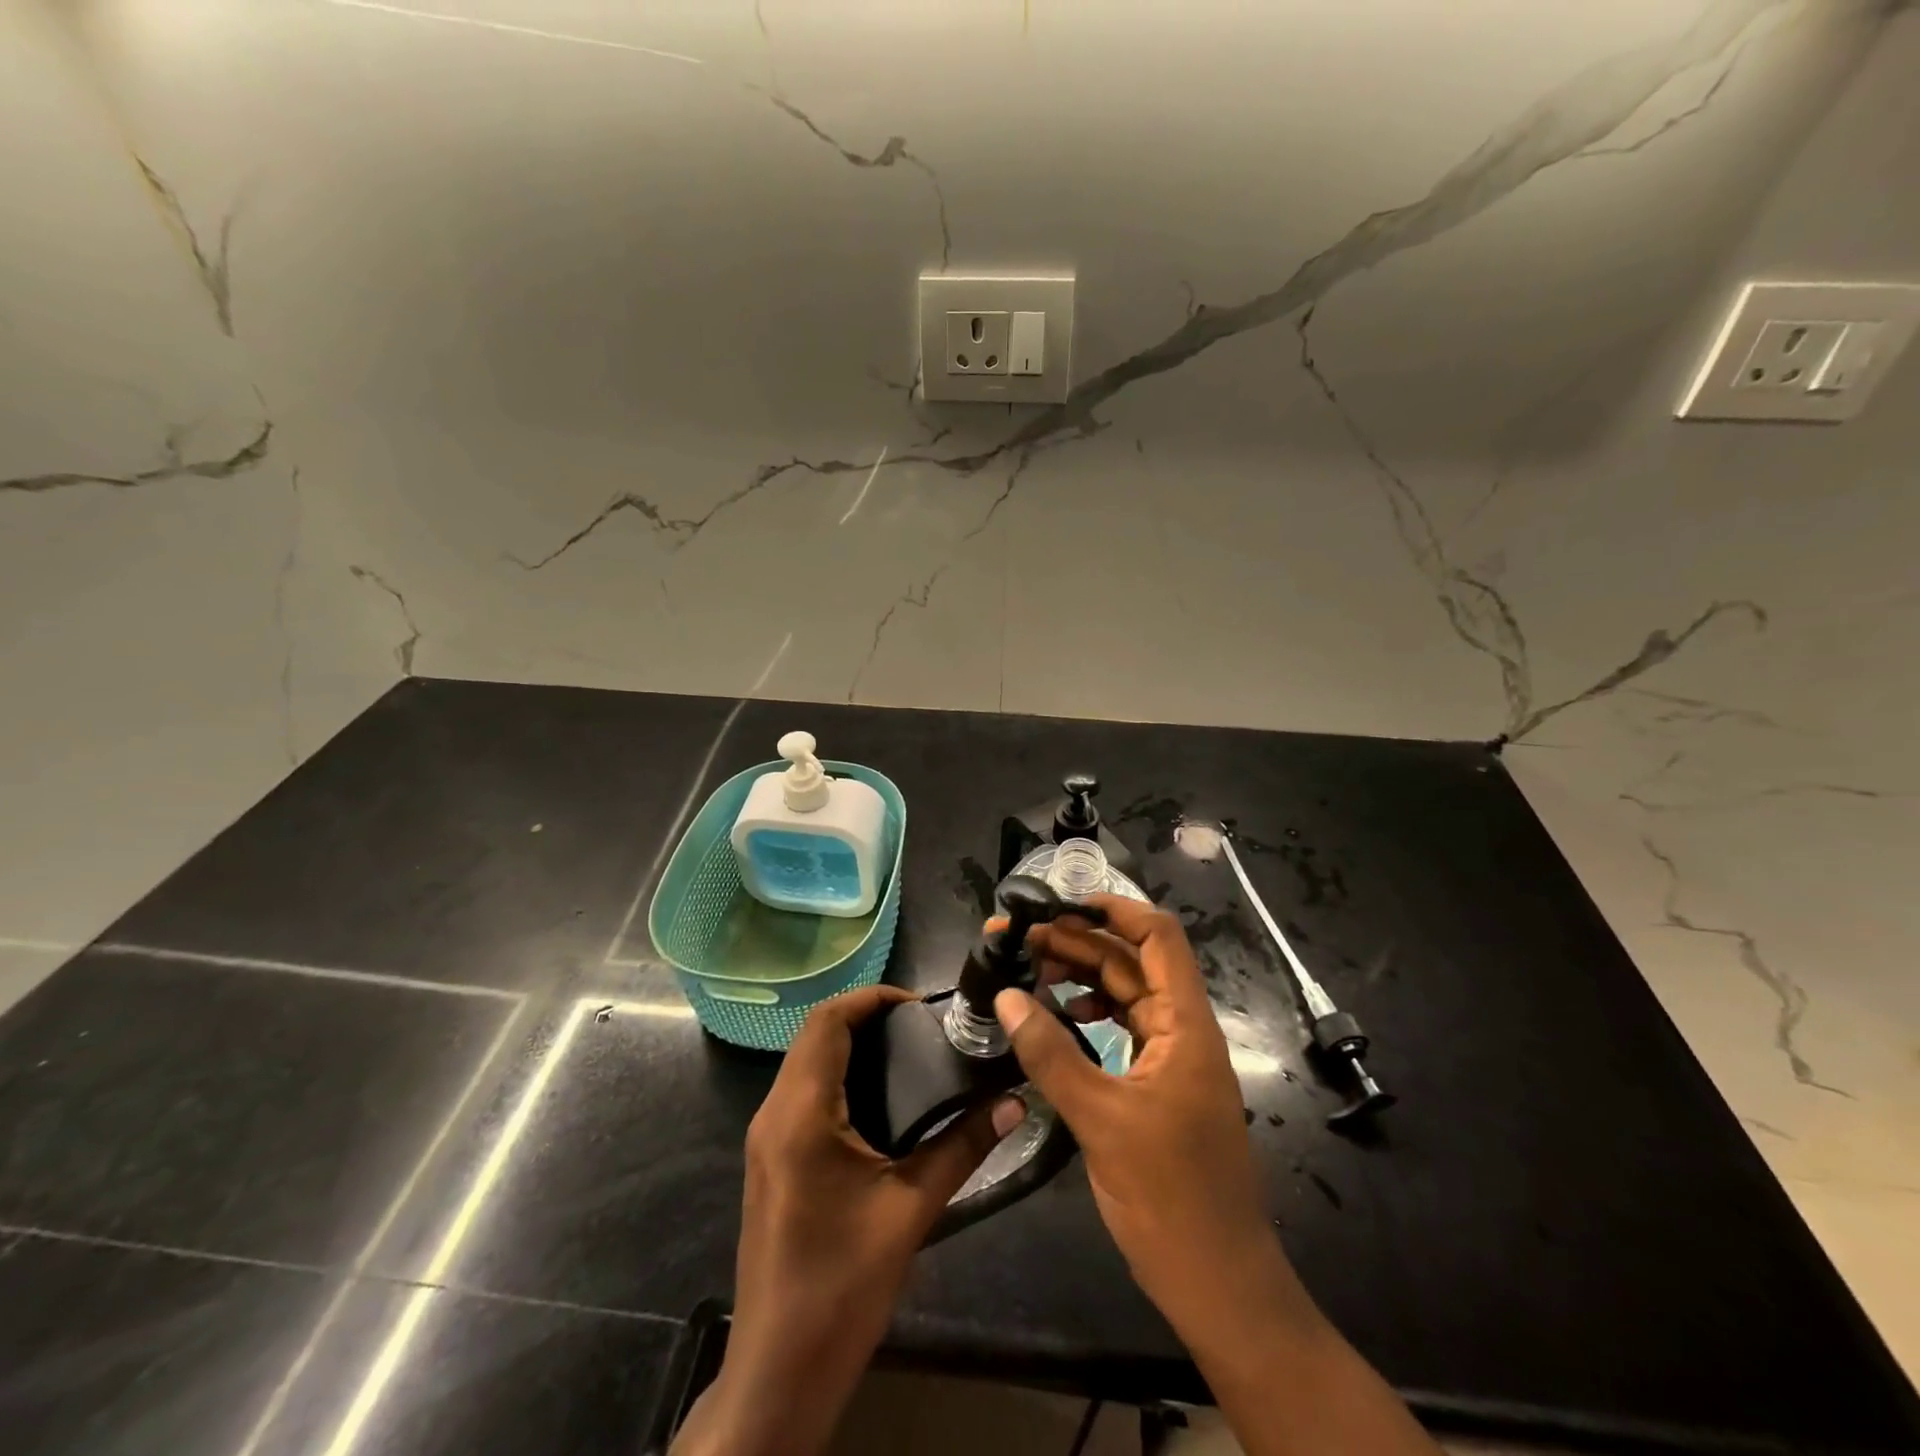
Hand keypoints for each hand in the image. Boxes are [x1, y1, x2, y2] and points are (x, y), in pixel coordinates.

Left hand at [674, 985, 1022, 1455]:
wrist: (780, 1371)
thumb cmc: (842, 1285)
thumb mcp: (910, 1210)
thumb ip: (962, 1147)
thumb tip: (1014, 1101)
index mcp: (801, 1113)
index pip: (827, 1022)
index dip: (871, 998)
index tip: (919, 1004)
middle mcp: (774, 1113)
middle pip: (814, 1035)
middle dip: (865, 1017)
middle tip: (921, 1026)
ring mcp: (766, 1137)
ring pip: (805, 1062)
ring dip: (850, 1044)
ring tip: (908, 1051)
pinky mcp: (771, 1158)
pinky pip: (802, 1092)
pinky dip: (838, 1074)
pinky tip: (880, 1098)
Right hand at [994, 897, 1289, 1335]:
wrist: (1220, 1284)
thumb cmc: (1169, 1197)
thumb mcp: (1100, 1120)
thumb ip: (1050, 1053)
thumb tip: (1006, 995)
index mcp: (1185, 1025)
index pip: (1158, 937)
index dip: (1113, 909)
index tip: (1059, 903)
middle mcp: (1184, 1030)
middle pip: (1132, 963)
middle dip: (1078, 943)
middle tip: (1018, 939)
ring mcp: (1173, 1059)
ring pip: (1126, 995)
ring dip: (1081, 977)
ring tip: (1028, 970)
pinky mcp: (1160, 1086)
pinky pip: (1124, 1030)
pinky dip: (1090, 1016)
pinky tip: (1058, 1019)